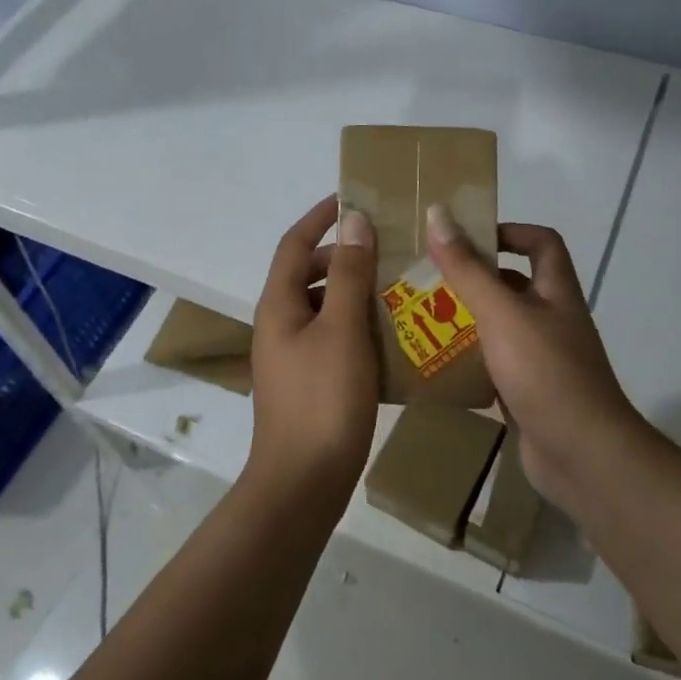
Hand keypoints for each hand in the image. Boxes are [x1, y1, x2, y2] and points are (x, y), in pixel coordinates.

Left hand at [248, 196, 380, 502]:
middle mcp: (281, 323)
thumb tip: (353, 220)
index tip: (352, 197)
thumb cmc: (322, 399)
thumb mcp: (341, 329)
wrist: (304, 482)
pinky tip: (395, 331)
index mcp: (280, 304)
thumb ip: (348, 273)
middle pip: (310, 273)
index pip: (294, 244)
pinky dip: (360, 324)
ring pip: (326, 307)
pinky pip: (336, 337)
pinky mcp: (312, 381)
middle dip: (345, 254)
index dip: (320, 217)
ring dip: (357, 290)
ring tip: (400, 283)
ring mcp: (295, 355)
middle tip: (390, 244)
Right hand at [425, 206, 644, 508]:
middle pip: (513, 285)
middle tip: (427, 280)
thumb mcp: (501, 313)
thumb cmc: (545, 372)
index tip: (465, 239)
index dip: (508, 232)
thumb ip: (468, 268)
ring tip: (420, 319)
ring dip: (466, 321)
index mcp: (556, 292)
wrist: (582, 455)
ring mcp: (542, 359)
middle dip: (472, 279)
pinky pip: (494, 366)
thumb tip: (439, 214)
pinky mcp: (528, 393)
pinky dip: (469, 362)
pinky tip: (435, 364)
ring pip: (500, 327)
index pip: (541, 242)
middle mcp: (552, 320)